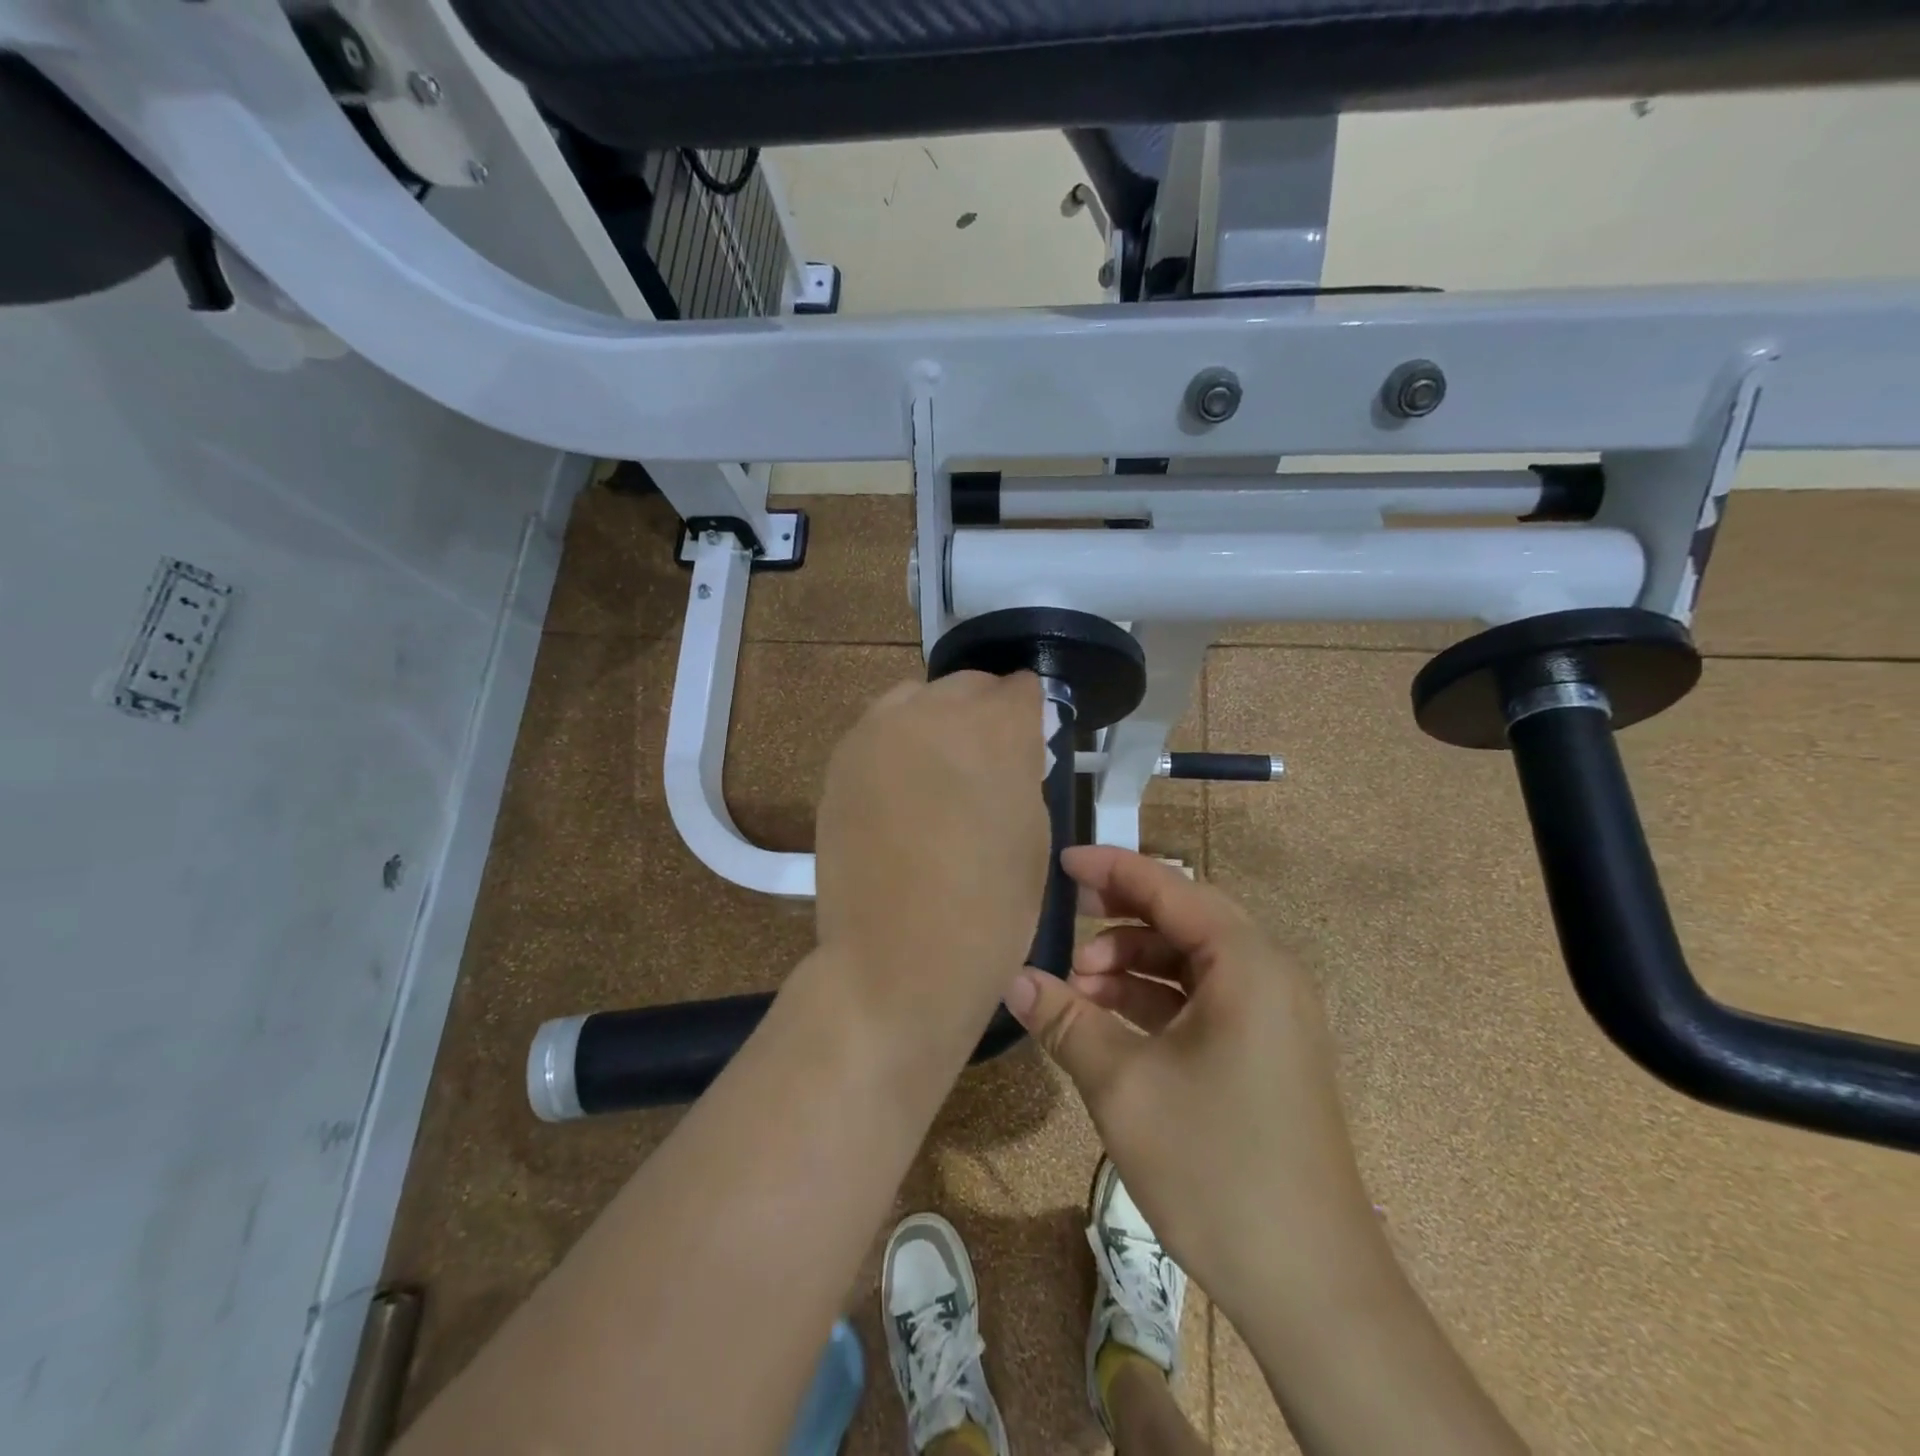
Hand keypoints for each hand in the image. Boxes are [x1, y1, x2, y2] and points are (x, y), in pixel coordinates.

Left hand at [813, 671, 1049, 1038]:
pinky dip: (897, 746)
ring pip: (917, 699)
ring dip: (936, 723)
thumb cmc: (989, 909)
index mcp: (995, 727)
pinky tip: (901, 791)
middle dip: (983, 714)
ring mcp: (877, 731)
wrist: (896, 960)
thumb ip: (1020, 772)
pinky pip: (879, 730)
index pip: (1021, 688)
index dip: (1029, 716)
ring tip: (938, 774)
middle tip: (985, 763)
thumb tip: (1008, 751)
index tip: (1028, 744)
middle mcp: (933, 711)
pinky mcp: (840, 760)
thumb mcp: (1032, 833)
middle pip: (968, 686)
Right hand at [1004, 846, 1381, 1325]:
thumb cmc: (1215, 1166)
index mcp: (1246, 962)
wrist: (1311, 1286)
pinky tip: (1108, 1019)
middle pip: (1183, 917)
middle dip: (1119, 916)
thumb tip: (1011, 979)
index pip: (1169, 887)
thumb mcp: (1124, 1086)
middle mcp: (1267, 973)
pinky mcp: (1266, 1050)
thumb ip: (1065, 1021)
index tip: (1060, 863)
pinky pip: (1204, 997)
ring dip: (1133, 963)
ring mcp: (1272, 1014)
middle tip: (1064, 919)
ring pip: (1191, 960)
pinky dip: (1156, 998)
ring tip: (1076, 987)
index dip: (1111, 869)